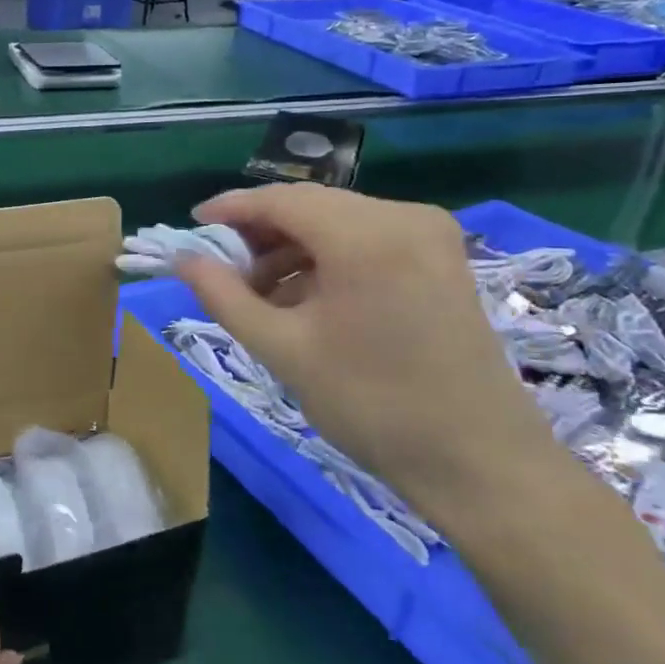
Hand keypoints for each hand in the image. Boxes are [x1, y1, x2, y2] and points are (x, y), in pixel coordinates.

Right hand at [176, 184, 664, 663]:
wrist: (480, 463)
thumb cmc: (373, 405)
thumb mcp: (283, 350)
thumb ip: (224, 296)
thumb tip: (184, 260)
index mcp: (366, 236)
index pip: (280, 200)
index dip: (230, 209)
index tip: (192, 227)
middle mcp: (403, 217)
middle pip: (309, 206)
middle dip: (259, 234)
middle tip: (221, 270)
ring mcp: (429, 234)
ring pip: (336, 222)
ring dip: (291, 248)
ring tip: (258, 293)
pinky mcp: (441, 257)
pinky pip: (365, 239)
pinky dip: (326, 259)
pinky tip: (304, 297)